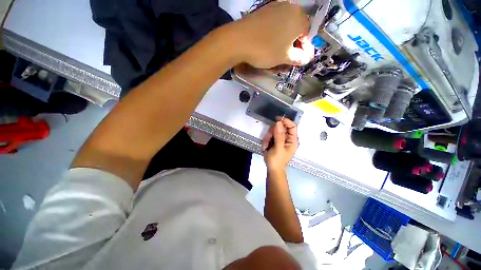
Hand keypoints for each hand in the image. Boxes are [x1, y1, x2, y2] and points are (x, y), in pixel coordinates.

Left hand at [232, 2, 313, 68]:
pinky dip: (275, 34)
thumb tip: (306, 58)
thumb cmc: (266, 50)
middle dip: (294, 44)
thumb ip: (299, 58)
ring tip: (277, 52)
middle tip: (287, 57)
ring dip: (284, 40)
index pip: (307, 35)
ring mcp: (275, 7)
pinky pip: (275, 23)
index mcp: (299, 18)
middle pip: (296, 29)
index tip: (298, 60)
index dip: (304, 49)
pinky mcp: (263, 10)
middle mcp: (290, 7)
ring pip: (285, 26)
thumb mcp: (285, 57)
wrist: (239, 40)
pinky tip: (269, 42)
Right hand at [262, 118, 298, 172]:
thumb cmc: (277, 160)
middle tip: (268, 138)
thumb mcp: (278, 148)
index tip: (277, 119)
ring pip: (274, 130)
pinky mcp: (275, 141)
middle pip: (281, 127)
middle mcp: (288, 138)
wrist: (272, 169)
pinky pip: (270, 135)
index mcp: (293, 140)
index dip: (286, 121)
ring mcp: (281, 139)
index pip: (292, 126)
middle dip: (272, 132)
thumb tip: (278, 123)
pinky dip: (267, 139)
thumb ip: (279, 135)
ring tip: (266, 145)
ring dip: (268, 137)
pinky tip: (266, 146)